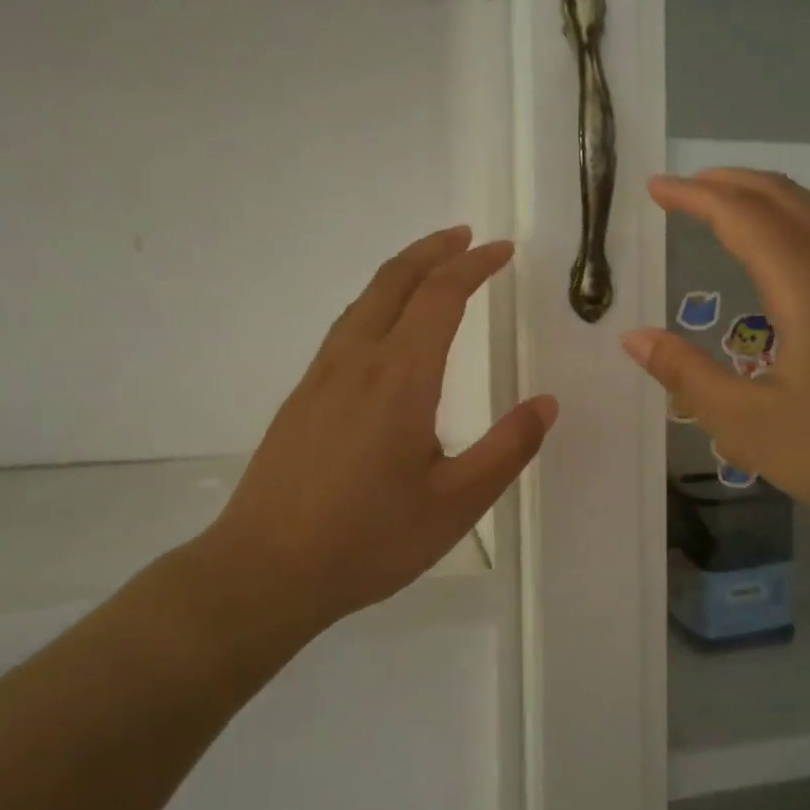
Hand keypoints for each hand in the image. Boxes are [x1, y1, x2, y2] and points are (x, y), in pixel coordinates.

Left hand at [191, 227, 555, 635]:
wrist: (264, 572)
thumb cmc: (367, 540)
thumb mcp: (455, 504)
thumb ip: (506, 450)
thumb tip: (546, 404)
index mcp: (400, 378)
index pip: (440, 296)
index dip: (474, 266)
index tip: (502, 250)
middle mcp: (357, 361)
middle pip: (394, 281)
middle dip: (433, 250)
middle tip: (466, 236)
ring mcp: (321, 377)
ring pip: (364, 300)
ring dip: (402, 272)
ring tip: (432, 269)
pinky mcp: (302, 397)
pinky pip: (345, 327)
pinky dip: (377, 302)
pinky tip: (385, 329)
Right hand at [622, 171, 809, 567]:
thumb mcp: (752, 427)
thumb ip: (688, 377)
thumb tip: (634, 337)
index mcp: (809, 287)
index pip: (743, 216)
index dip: (696, 196)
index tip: (656, 187)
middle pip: (786, 198)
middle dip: (731, 183)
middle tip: (686, 187)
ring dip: (766, 202)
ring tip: (727, 213)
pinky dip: (796, 228)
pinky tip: (786, 265)